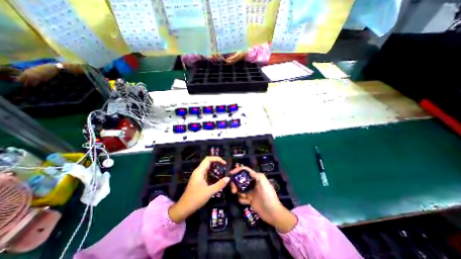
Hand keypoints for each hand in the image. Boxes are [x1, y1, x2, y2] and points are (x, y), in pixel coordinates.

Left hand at [168, 157, 228, 223]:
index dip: (217, 159)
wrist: (184, 208)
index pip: (208, 159)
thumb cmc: (195, 199)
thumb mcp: (209, 192)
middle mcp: (199, 171)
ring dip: (216, 168)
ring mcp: (199, 176)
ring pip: (208, 168)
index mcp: (199, 171)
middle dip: (218, 163)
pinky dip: (214, 174)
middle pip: (209, 162)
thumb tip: (228, 178)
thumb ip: (219, 184)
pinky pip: (208, 173)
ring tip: (224, 171)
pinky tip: (219, 178)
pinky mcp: (200, 180)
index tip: (225, 163)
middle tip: (226, 167)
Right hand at [228, 167, 297, 233]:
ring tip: (238, 195)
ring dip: (237, 191)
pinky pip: (242, 198)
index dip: (238, 170)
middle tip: (233, 189)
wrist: (273, 213)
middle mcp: (252, 184)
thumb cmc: (268, 196)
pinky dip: (241, 199)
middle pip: (241, 180)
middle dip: (236, 183)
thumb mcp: (264, 183)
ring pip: (240, 188)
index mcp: (256, 178)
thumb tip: (246, 170)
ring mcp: (251, 192)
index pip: (246, 171)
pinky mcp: (250, 200)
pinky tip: (245, 201)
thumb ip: (257, 175)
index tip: (231, 173)